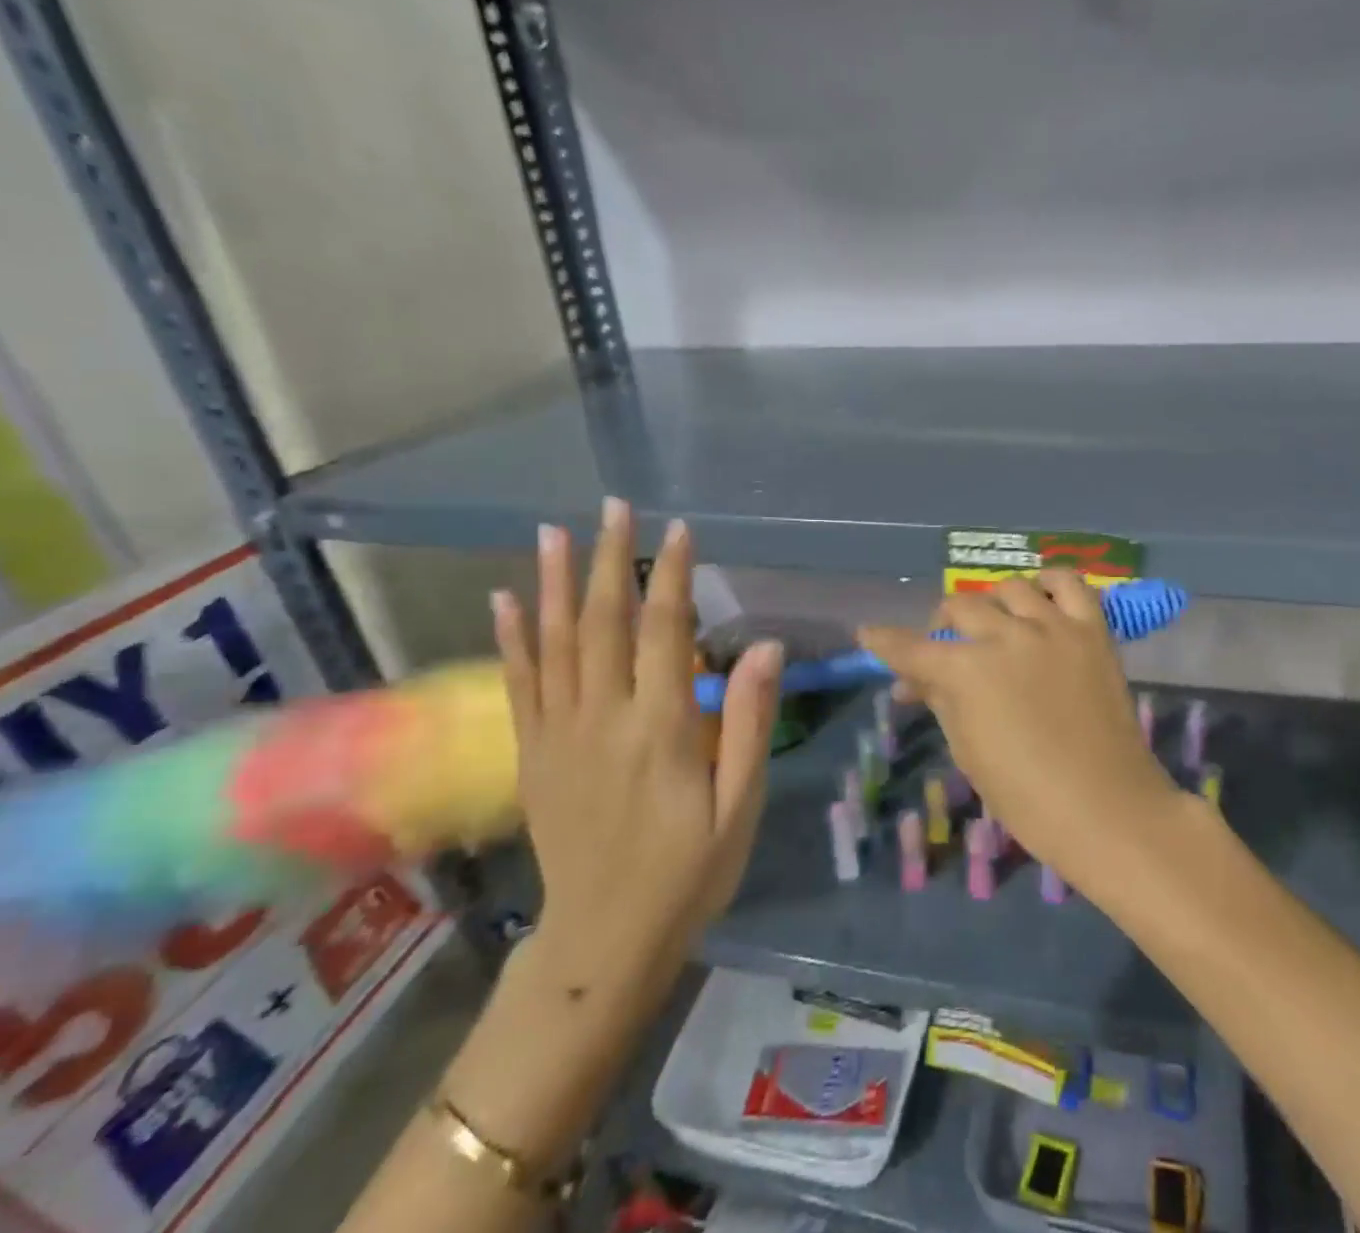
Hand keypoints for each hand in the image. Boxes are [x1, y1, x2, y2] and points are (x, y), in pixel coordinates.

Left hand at [490, 503, 781, 995]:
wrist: (603, 940)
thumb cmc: (689, 871)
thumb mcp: (740, 805)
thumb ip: (749, 722)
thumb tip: (766, 646)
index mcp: (661, 728)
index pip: (666, 631)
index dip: (672, 575)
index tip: (678, 529)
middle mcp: (603, 718)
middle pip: (605, 622)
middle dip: (610, 559)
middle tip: (614, 507)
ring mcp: (559, 735)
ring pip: (554, 643)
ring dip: (554, 582)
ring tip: (552, 531)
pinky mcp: (533, 754)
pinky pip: (520, 683)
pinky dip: (512, 637)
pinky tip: (505, 599)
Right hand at [858, 572, 1182, 895]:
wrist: (1105, 807)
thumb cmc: (1026, 796)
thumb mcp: (968, 750)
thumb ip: (940, 701)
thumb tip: (912, 682)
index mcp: (967, 671)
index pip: (912, 648)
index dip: (885, 642)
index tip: (869, 634)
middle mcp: (1006, 636)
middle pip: (959, 607)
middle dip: (941, 625)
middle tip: (945, 648)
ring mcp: (1053, 627)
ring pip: (1010, 588)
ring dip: (992, 603)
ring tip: (995, 624)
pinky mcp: (1092, 630)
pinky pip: (1069, 583)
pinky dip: (1049, 583)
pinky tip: (1040, 597)